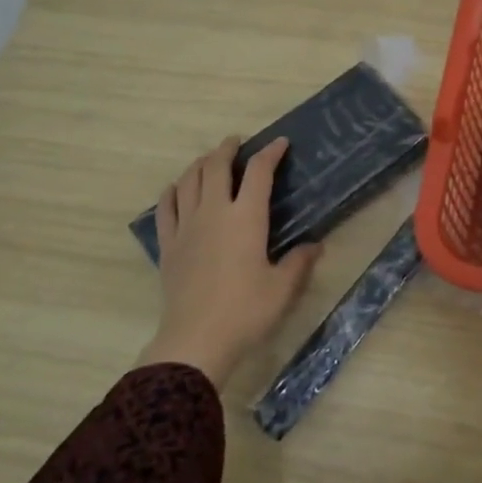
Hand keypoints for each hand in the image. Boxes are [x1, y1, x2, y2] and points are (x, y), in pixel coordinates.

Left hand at [146, 137, 320, 388]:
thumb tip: (315, 245)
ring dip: (200, 164)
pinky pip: (166, 207)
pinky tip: (177, 189)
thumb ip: (299, 262)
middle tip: (237, 142)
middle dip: (227, 149)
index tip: (280, 143)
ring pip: (188, 181)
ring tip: (209, 160)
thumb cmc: (246, 310)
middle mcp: (214, 212)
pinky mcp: (168, 245)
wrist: (196, 340)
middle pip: (215, 167)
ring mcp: (186, 227)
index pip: (259, 172)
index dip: (270, 153)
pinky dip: (173, 191)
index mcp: (246, 218)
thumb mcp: (283, 288)